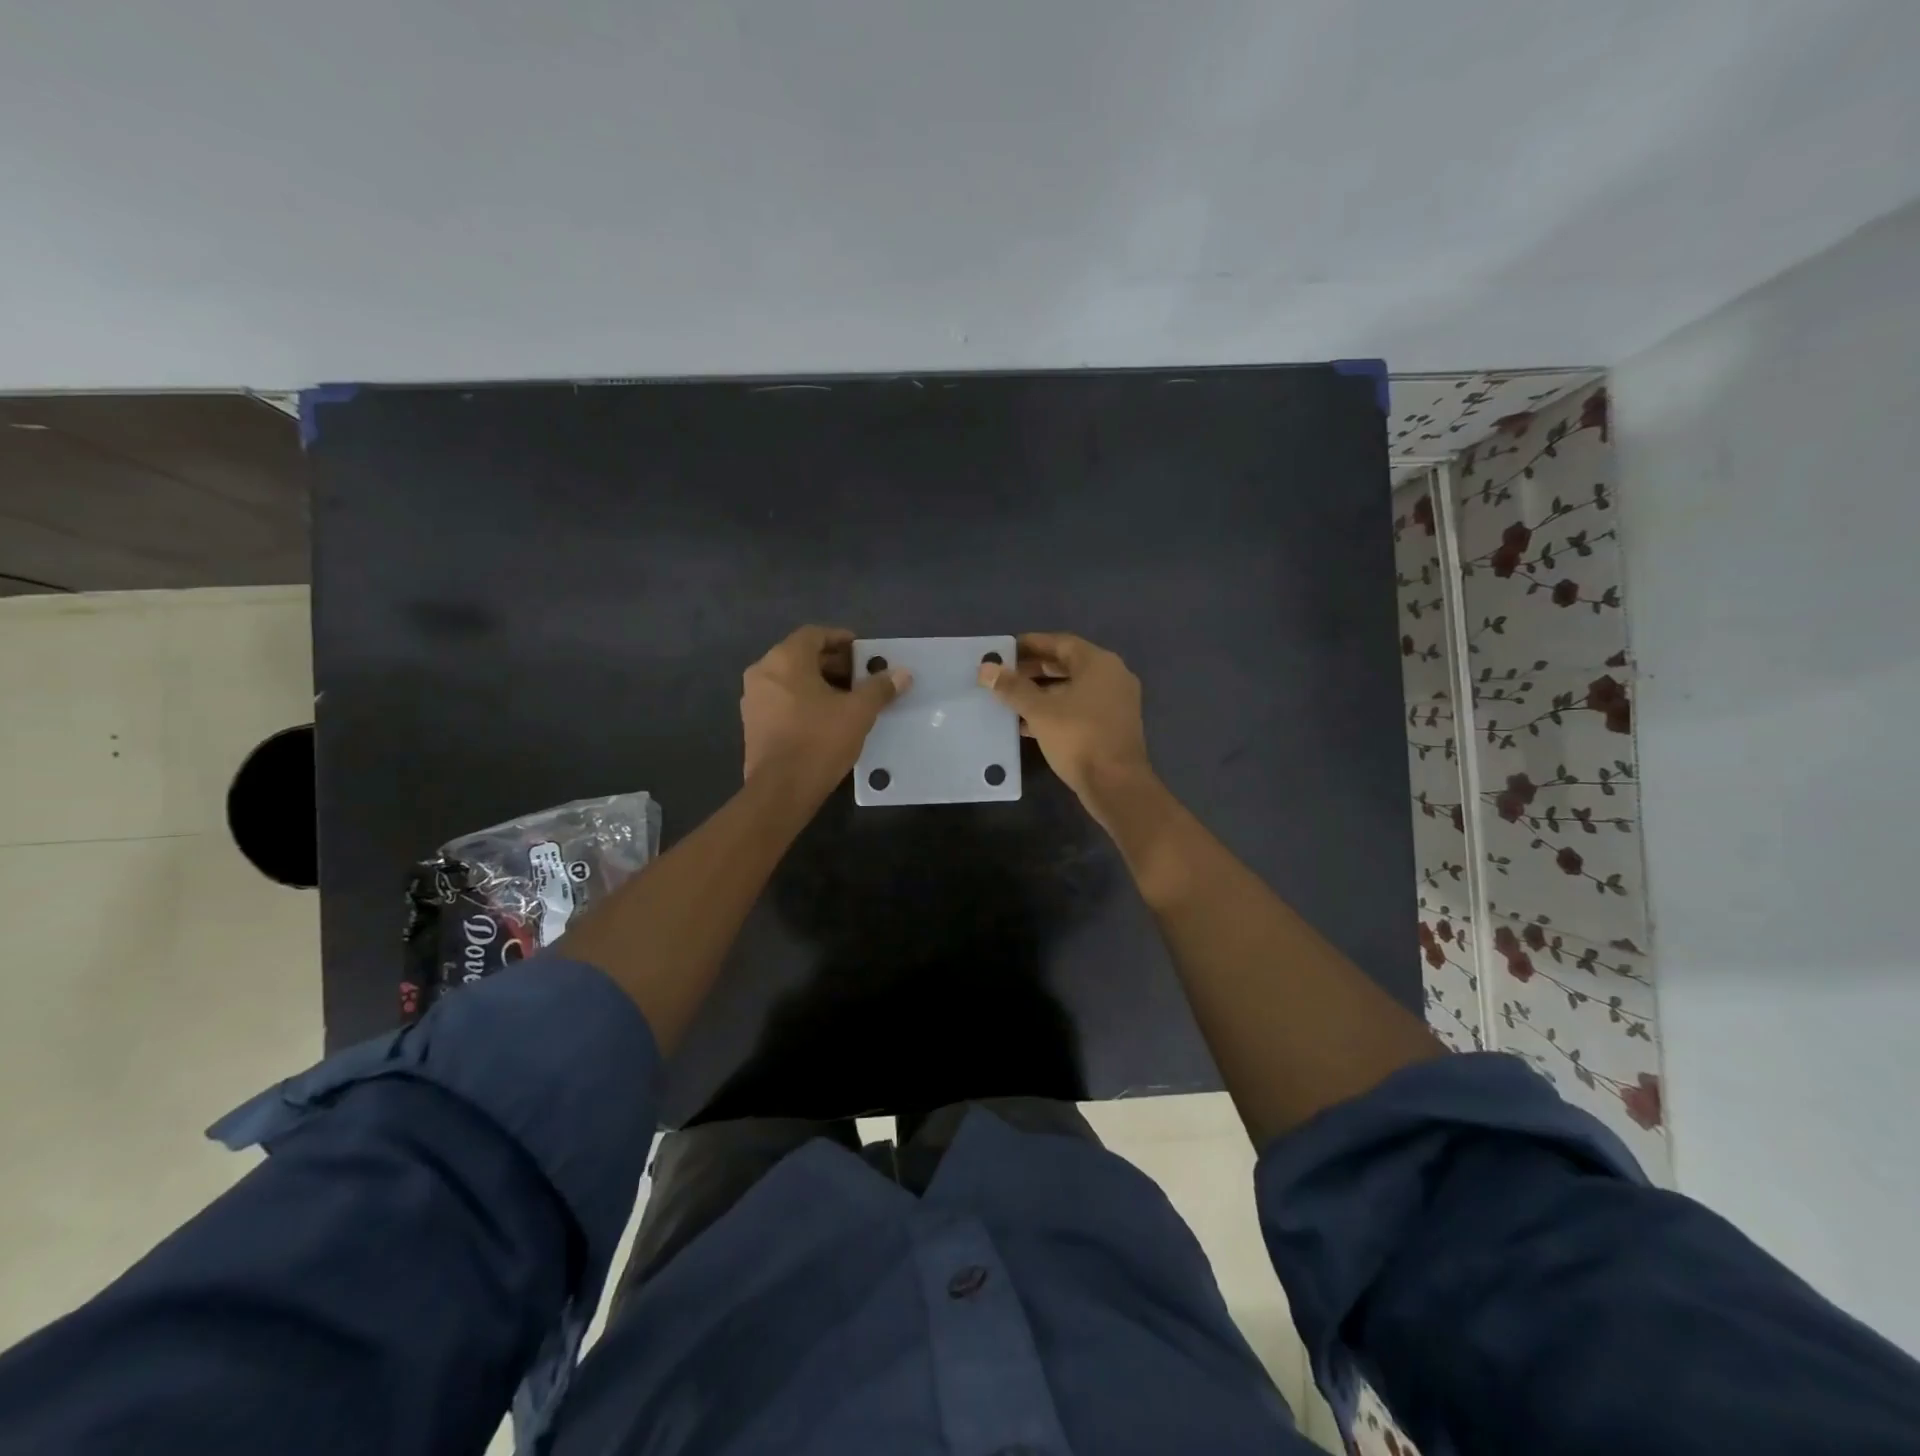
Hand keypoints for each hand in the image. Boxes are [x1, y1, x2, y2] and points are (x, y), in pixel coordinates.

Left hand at [742, 626, 910, 798]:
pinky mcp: (753, 724)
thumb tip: (902, 673)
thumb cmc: (819, 741)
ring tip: (847, 699)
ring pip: (790, 679)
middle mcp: (763, 672)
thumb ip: (880, 688)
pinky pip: (781, 699)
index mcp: (785, 659)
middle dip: (833, 663)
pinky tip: (826, 719)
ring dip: (819, 683)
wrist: (781, 790)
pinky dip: (803, 700)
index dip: (841, 639)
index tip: (863, 652)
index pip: (814, 634)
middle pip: (801, 656)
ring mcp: (753, 699)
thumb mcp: (858, 712)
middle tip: (860, 677)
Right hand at [979, 632, 1152, 819]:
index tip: (1005, 649)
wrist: (1116, 784)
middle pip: (1067, 665)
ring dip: (1042, 692)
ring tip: (1010, 699)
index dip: (1031, 644)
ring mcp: (1115, 702)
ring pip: (1073, 688)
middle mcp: (1112, 676)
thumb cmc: (1078, 738)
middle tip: (1004, 674)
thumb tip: (986, 668)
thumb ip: (1012, 687)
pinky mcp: (1112, 726)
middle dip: (1034, 669)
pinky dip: (1055, 710)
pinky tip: (1027, 723)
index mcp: (1099, 663)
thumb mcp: (1039, 711)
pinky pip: (1079, 708)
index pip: (1060, 642)